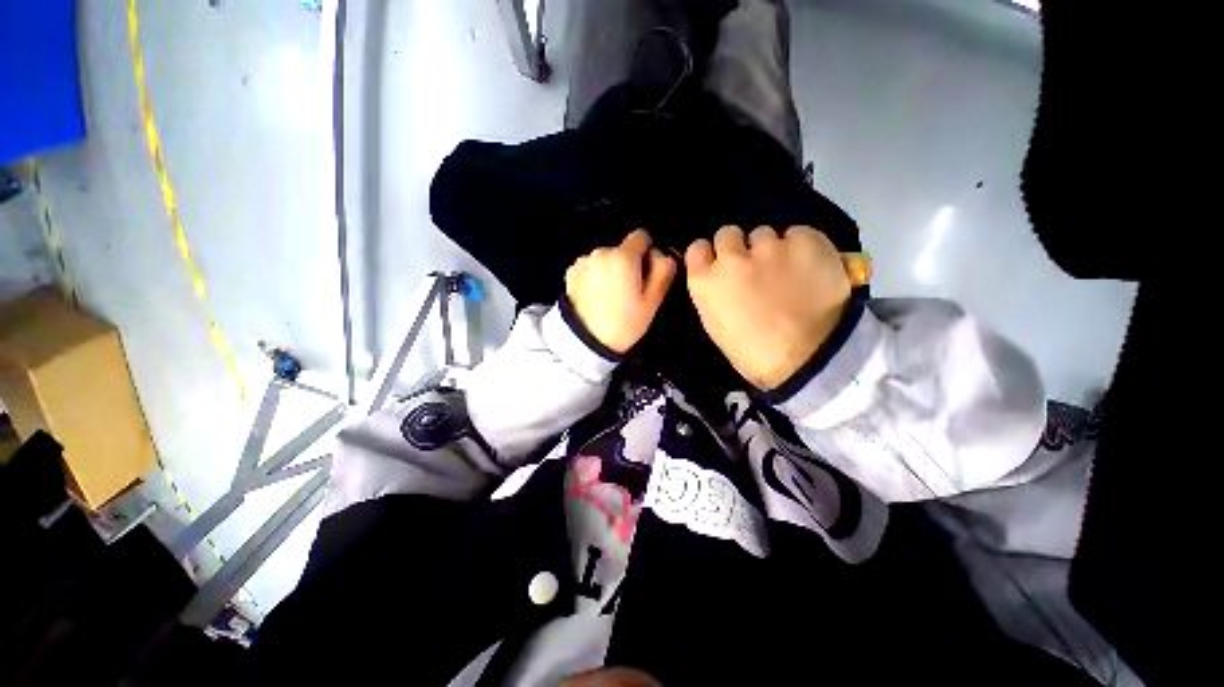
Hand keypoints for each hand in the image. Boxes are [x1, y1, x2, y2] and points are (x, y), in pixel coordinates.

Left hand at [565, 229, 677, 353]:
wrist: (585, 342)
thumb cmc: (624, 324)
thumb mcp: (652, 302)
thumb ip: (663, 271)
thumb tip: (662, 254)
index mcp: (623, 256)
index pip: (642, 237)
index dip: (648, 253)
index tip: (646, 274)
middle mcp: (600, 252)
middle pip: (622, 249)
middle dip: (628, 264)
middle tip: (629, 292)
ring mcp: (582, 261)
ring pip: (605, 259)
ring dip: (610, 270)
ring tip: (610, 297)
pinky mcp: (570, 272)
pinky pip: (590, 268)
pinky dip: (594, 276)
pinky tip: (595, 297)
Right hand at [685, 225, 851, 389]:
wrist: (810, 359)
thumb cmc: (753, 352)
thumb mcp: (716, 325)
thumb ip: (713, 293)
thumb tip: (720, 278)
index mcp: (706, 282)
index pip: (697, 248)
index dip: (710, 255)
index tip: (719, 263)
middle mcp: (732, 258)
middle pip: (728, 233)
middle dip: (737, 247)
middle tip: (753, 266)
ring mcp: (770, 247)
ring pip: (764, 233)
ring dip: (770, 248)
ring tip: (786, 269)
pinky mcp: (806, 241)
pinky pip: (797, 233)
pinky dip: (801, 246)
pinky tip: (808, 266)